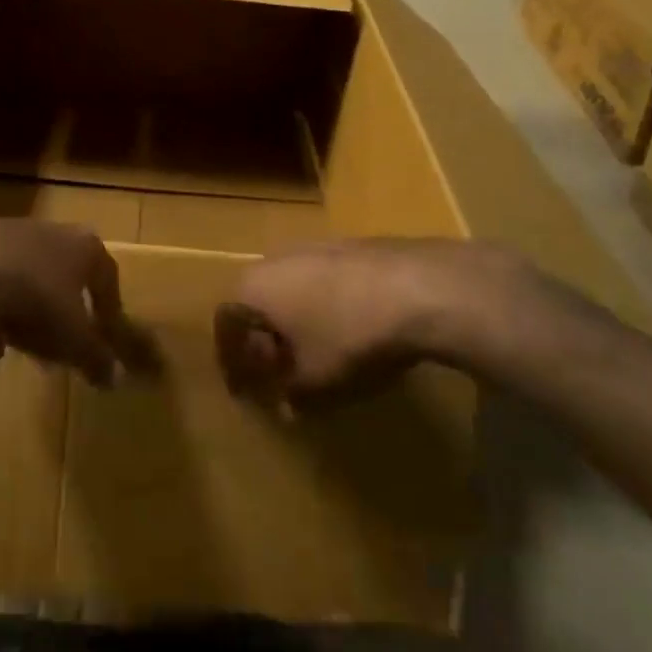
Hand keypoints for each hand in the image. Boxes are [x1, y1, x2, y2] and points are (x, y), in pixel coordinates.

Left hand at [0, 218, 128, 392]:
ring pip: (16, 274)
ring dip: (17, 309)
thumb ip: (96, 358)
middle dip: (57, 310)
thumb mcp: (73, 341)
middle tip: (54, 346)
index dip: (108, 308)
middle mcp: (44, 229)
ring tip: (11, 347)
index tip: (105, 335)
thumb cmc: (35, 303)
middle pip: (58, 272)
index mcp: (81, 245)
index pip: (105, 274)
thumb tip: (113, 378)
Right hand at [216, 238, 618, 407]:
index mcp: (255, 287)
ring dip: (298, 321)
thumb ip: (292, 395)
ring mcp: (319, 245)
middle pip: (259, 301)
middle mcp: (277, 258)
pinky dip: (328, 307)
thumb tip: (287, 405)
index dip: (231, 360)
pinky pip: (326, 281)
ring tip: (318, 352)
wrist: (425, 288)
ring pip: (294, 288)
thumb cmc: (351, 336)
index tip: (242, 388)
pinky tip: (355, 330)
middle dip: (265, 337)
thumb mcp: (316, 382)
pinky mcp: (356, 245)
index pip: (226, 323)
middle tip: (279, 369)